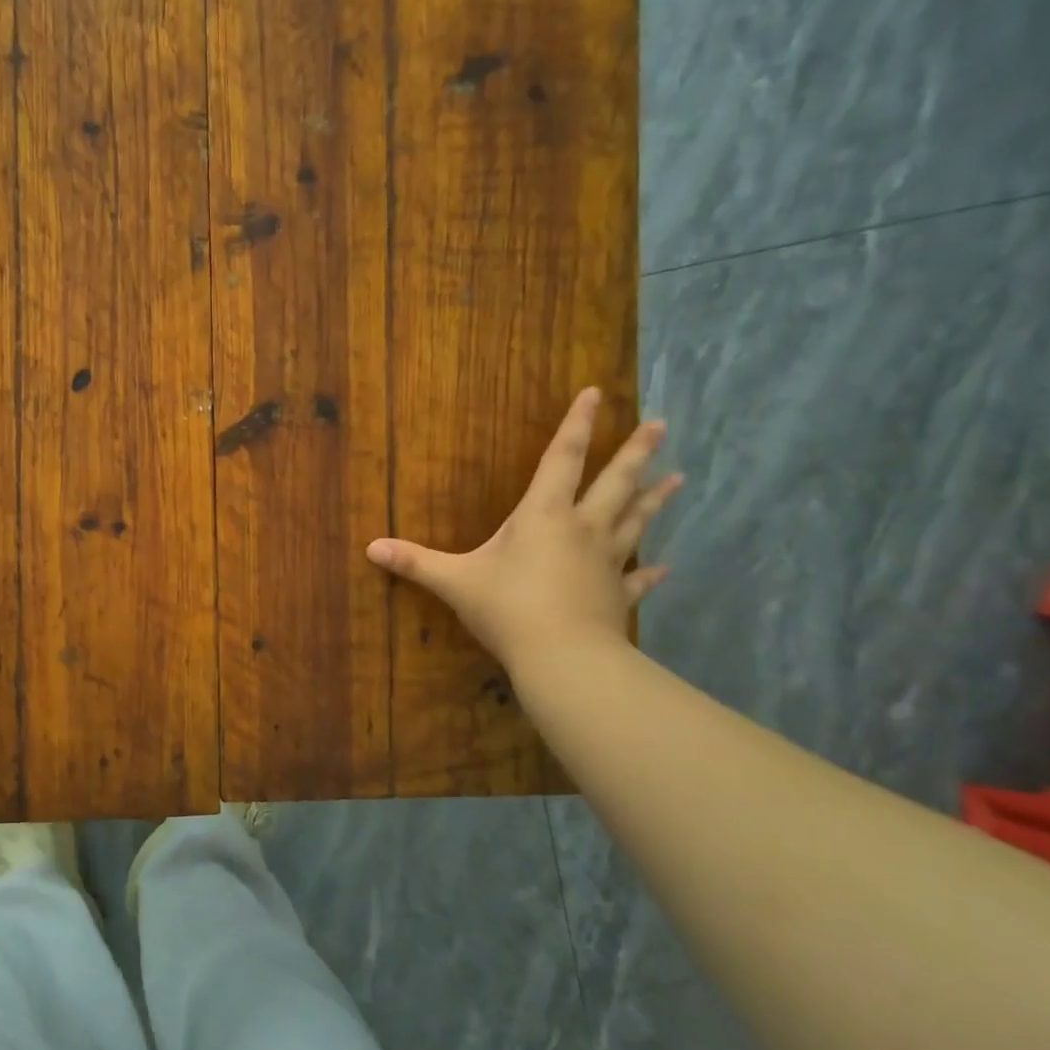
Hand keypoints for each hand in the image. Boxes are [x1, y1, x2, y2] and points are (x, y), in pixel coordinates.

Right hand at [366, 388, 681, 666]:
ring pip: (634, 522)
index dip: (576, 425)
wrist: (562, 657)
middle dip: (634, 452)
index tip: (596, 393)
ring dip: (654, 500)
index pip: (562, 459)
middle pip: (614, 483)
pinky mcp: (617, 595)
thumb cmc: (507, 608)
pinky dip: (651, 573)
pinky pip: (638, 578)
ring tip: (679, 478)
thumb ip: (414, 563)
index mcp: (543, 516)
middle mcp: (582, 529)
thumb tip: (370, 547)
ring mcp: (606, 562)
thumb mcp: (453, 582)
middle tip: (660, 425)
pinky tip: (667, 568)